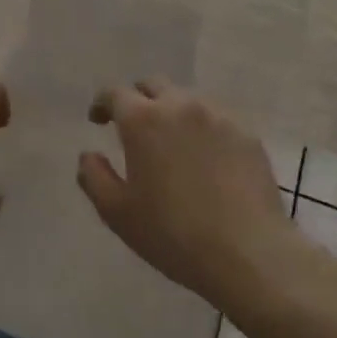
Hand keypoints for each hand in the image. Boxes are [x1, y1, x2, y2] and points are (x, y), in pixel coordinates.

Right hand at [77, 78, 291, 306]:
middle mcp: (181, 106)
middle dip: (138, 99)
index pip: (115, 94)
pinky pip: (216, 119)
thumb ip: (94, 177)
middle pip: (153, 85)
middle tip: (133, 126)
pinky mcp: (247, 133)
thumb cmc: (173, 234)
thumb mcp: (118, 213)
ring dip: (172, 112)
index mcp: (144, 120)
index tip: (98, 120)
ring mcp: (219, 116)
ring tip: (171, 142)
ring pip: (187, 99)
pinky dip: (202, 128)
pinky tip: (205, 158)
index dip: (102, 103)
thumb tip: (88, 155)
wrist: (248, 252)